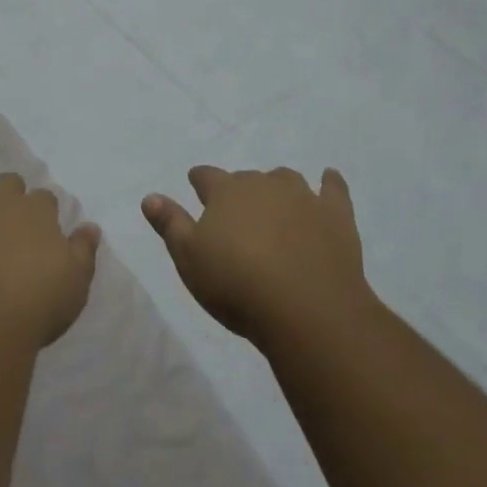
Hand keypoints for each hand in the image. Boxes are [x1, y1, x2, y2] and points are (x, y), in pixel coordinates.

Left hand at [0, 173, 100, 349]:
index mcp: (37, 211)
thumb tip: (90, 226)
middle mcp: (1, 200)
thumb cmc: (36, 305)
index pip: (43, 199)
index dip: (40, 214)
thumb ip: (84, 250)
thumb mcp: (76, 283)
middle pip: (6, 182)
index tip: (38, 234)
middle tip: (3, 227)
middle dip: (6, 197)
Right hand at [142, 166, 375, 350]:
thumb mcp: (190, 259)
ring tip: (275, 204)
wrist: (306, 308)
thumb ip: (170, 224)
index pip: (206, 177)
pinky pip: (334, 189)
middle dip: (240, 191)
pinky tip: (329, 179)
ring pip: (286, 179)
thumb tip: (150, 196)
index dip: (200, 182)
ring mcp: (303, 197)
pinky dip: (330, 183)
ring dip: (278, 188)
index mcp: (225, 192)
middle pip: (246, 179)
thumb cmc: (237, 285)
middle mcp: (263, 184)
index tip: (197, 187)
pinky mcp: (335, 215)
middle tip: (237, 216)